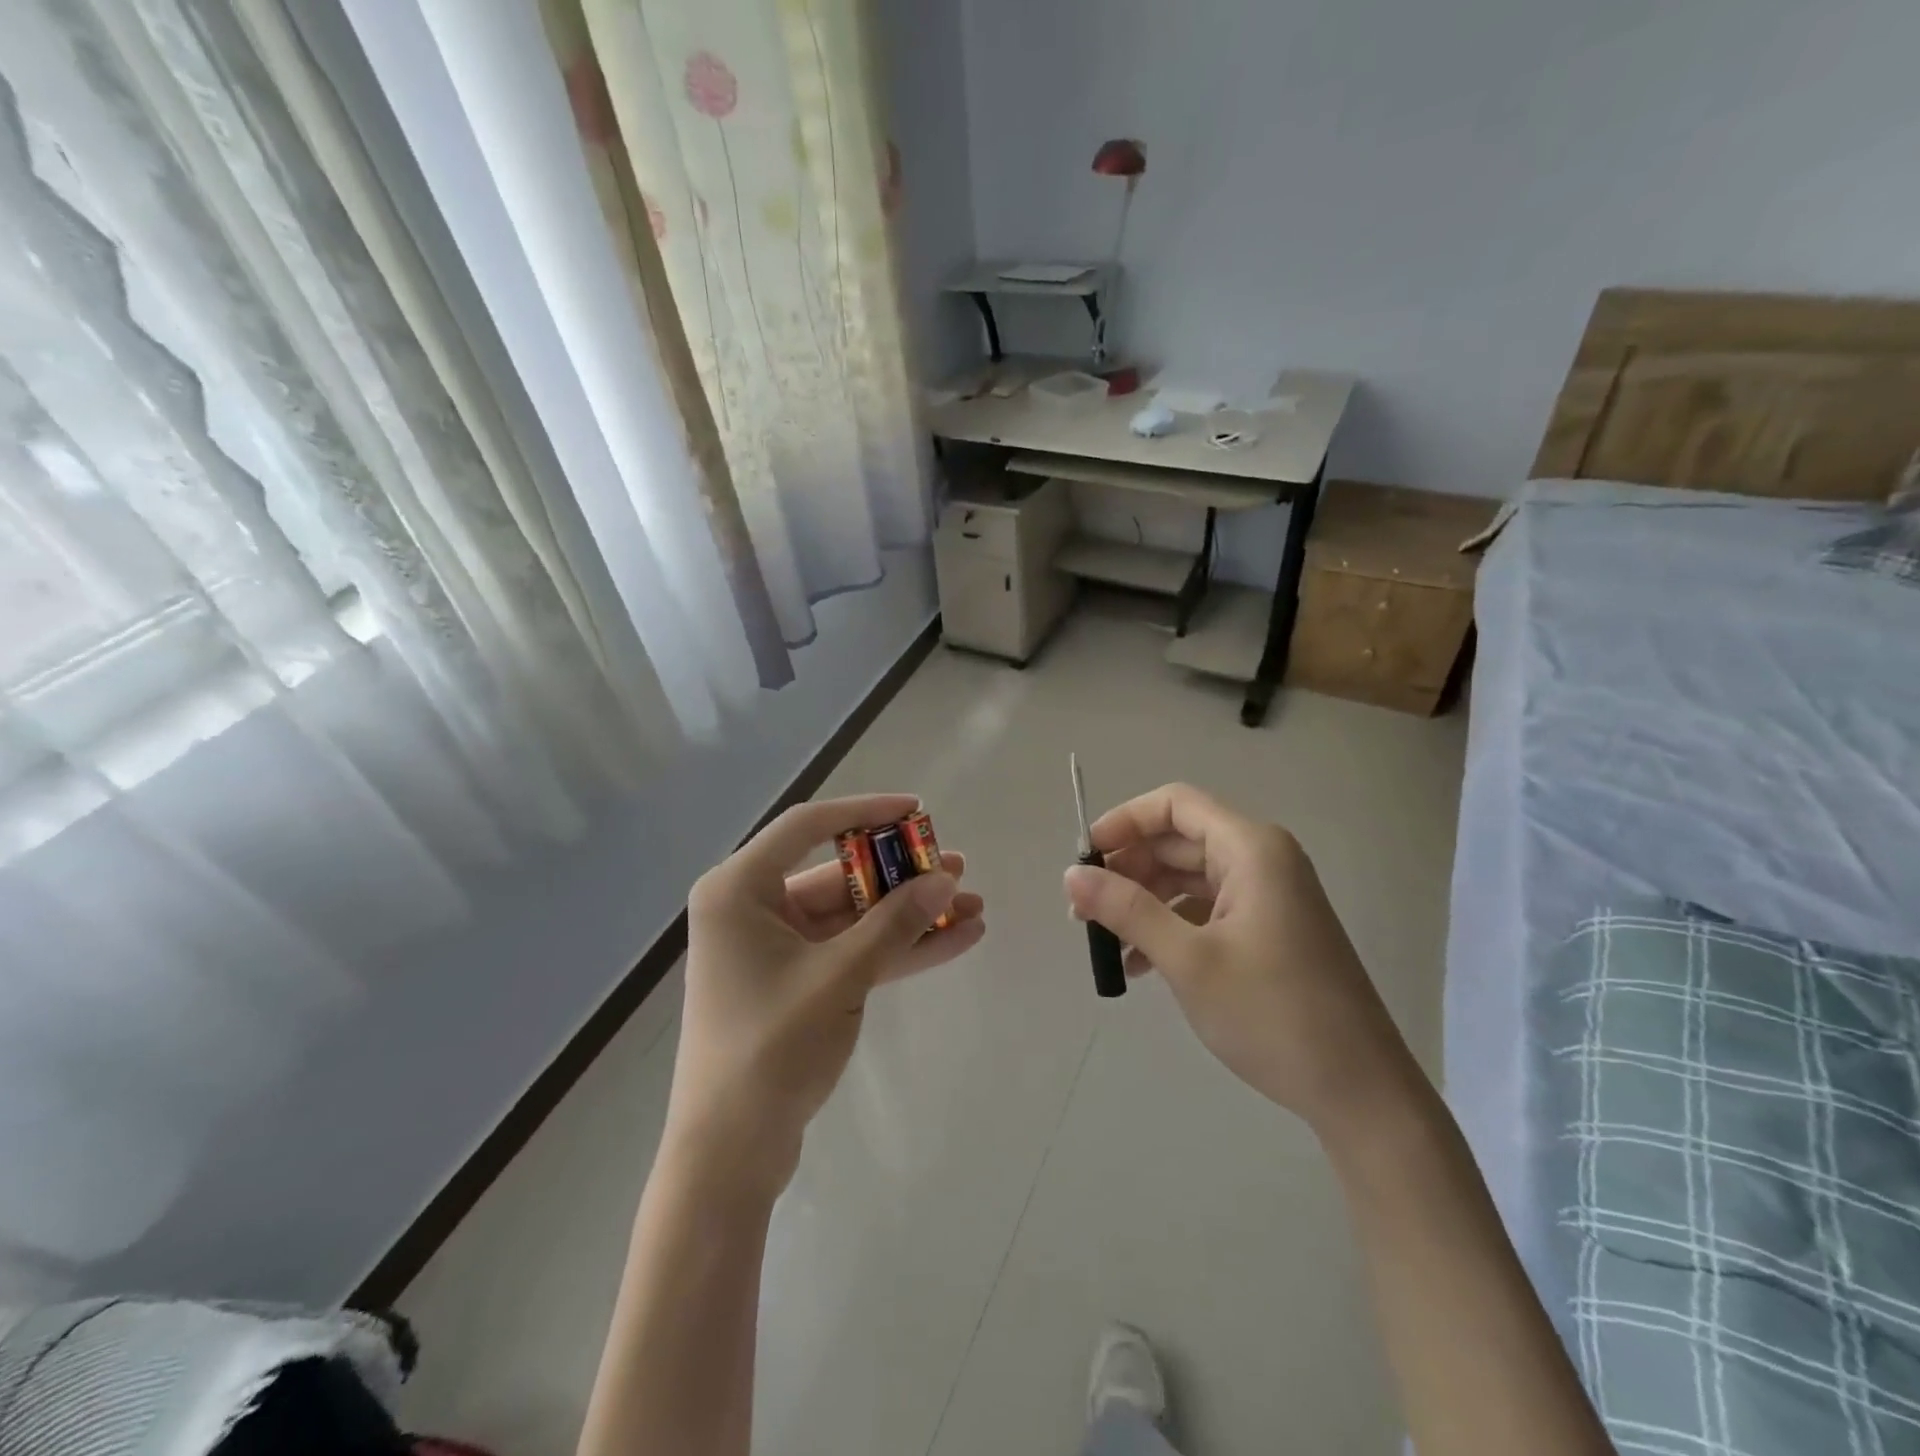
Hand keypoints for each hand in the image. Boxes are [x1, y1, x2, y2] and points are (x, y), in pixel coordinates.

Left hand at [668, 795, 985, 1193]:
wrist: (730, 1153)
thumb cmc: (771, 1049)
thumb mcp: (840, 977)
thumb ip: (896, 923)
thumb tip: (946, 879)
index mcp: (739, 889)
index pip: (808, 826)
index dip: (866, 812)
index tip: (917, 810)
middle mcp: (752, 908)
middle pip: (839, 874)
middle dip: (902, 876)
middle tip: (958, 868)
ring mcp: (776, 949)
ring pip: (853, 917)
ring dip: (909, 914)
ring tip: (972, 905)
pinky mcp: (796, 983)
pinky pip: (852, 951)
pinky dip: (896, 948)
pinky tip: (953, 940)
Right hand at [1062, 783, 1416, 1135]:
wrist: (1360, 1091)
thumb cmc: (1272, 1013)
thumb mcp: (1188, 959)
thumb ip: (1127, 910)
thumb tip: (1071, 875)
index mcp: (1250, 849)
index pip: (1174, 804)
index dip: (1124, 821)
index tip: (1084, 858)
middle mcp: (1261, 860)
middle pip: (1178, 841)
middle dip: (1127, 869)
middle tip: (1083, 909)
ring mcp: (1267, 896)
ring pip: (1188, 878)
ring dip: (1143, 903)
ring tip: (1104, 941)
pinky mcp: (1268, 930)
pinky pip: (1206, 910)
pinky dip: (1169, 927)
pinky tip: (1139, 967)